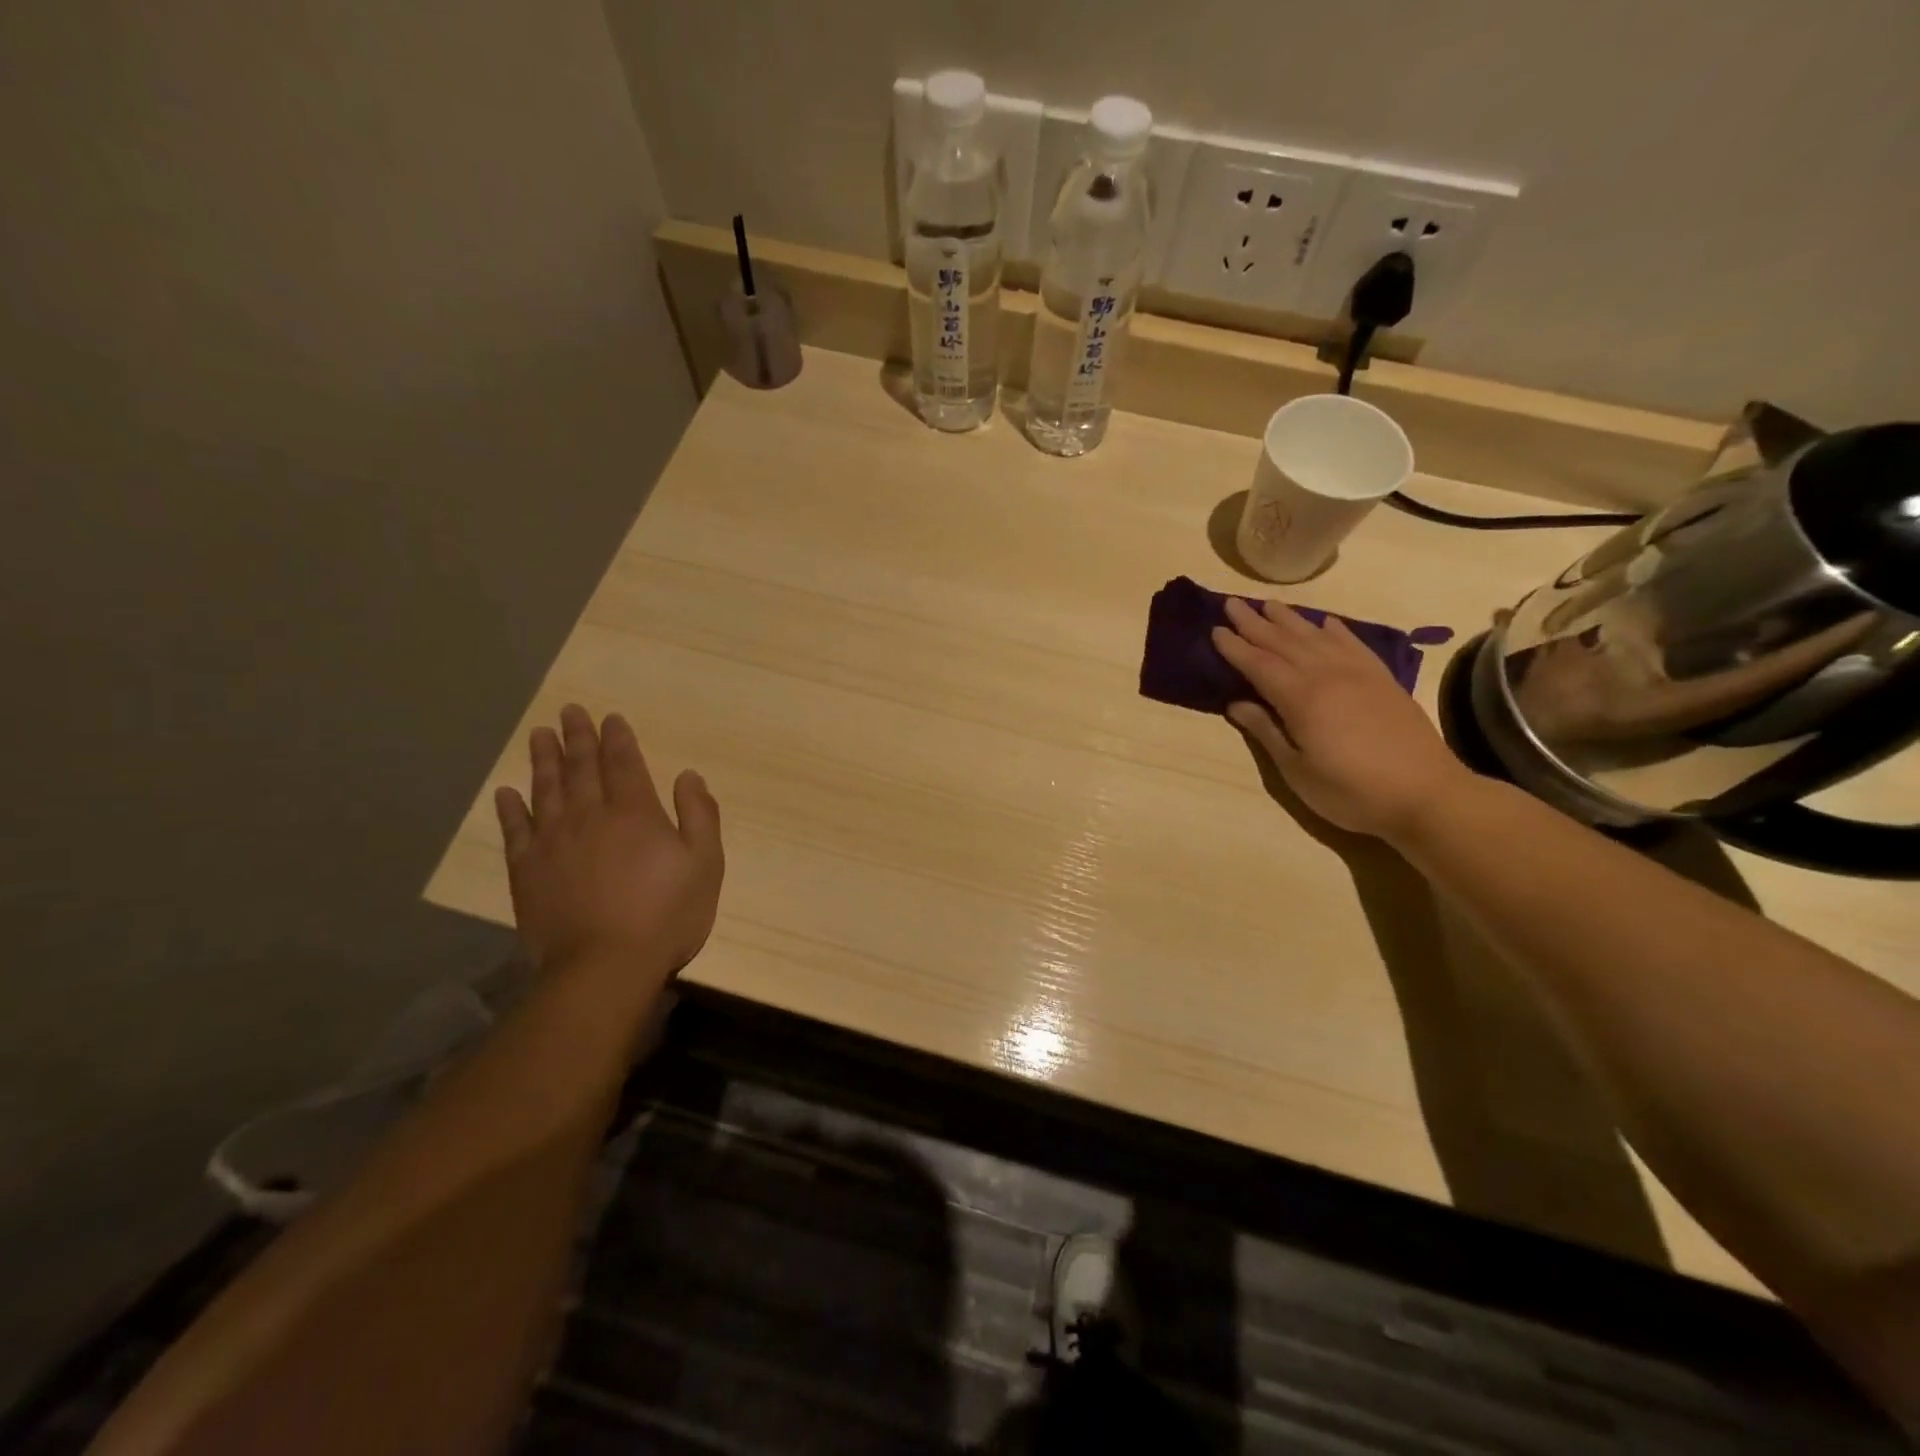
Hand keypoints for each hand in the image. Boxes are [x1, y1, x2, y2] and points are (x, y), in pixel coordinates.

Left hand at [493, 705, 723, 977]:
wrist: (605, 966)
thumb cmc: (667, 914)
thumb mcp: (705, 863)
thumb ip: (700, 814)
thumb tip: (688, 775)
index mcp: (635, 811)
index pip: (624, 763)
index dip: (618, 738)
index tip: (610, 717)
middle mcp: (590, 815)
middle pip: (581, 767)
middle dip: (577, 737)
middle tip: (569, 711)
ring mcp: (553, 842)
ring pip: (546, 789)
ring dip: (543, 759)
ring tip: (539, 734)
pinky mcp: (527, 871)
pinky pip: (515, 830)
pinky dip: (510, 808)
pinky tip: (506, 792)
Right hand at [1212, 598, 1470, 841]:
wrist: (1427, 795)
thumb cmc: (1351, 792)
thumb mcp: (1297, 771)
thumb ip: (1266, 732)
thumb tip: (1236, 704)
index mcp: (1301, 699)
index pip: (1259, 665)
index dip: (1235, 647)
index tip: (1215, 630)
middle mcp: (1327, 675)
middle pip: (1283, 642)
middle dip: (1255, 623)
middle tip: (1232, 603)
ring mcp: (1359, 674)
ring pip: (1316, 637)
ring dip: (1290, 620)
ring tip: (1269, 604)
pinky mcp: (1383, 680)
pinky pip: (1354, 644)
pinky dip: (1336, 630)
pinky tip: (1326, 622)